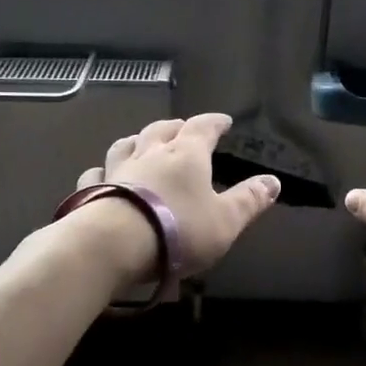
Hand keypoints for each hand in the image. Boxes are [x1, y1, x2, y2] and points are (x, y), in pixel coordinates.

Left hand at [70, 113, 280, 281]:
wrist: (113, 244)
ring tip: (141, 142)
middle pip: (161, 129)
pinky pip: (96, 172)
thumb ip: (249, 200)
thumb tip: (274, 181)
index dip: (214, 122)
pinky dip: (103, 170)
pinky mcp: (91, 190)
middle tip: (182, 128)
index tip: (223, 120)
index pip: (203, 128)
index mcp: (186, 155)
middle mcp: (150, 153)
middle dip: (175, 127)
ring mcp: (117, 170)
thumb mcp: (226, 221)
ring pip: (126, 144)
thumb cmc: (178, 230)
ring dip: (137, 140)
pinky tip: (101, 174)